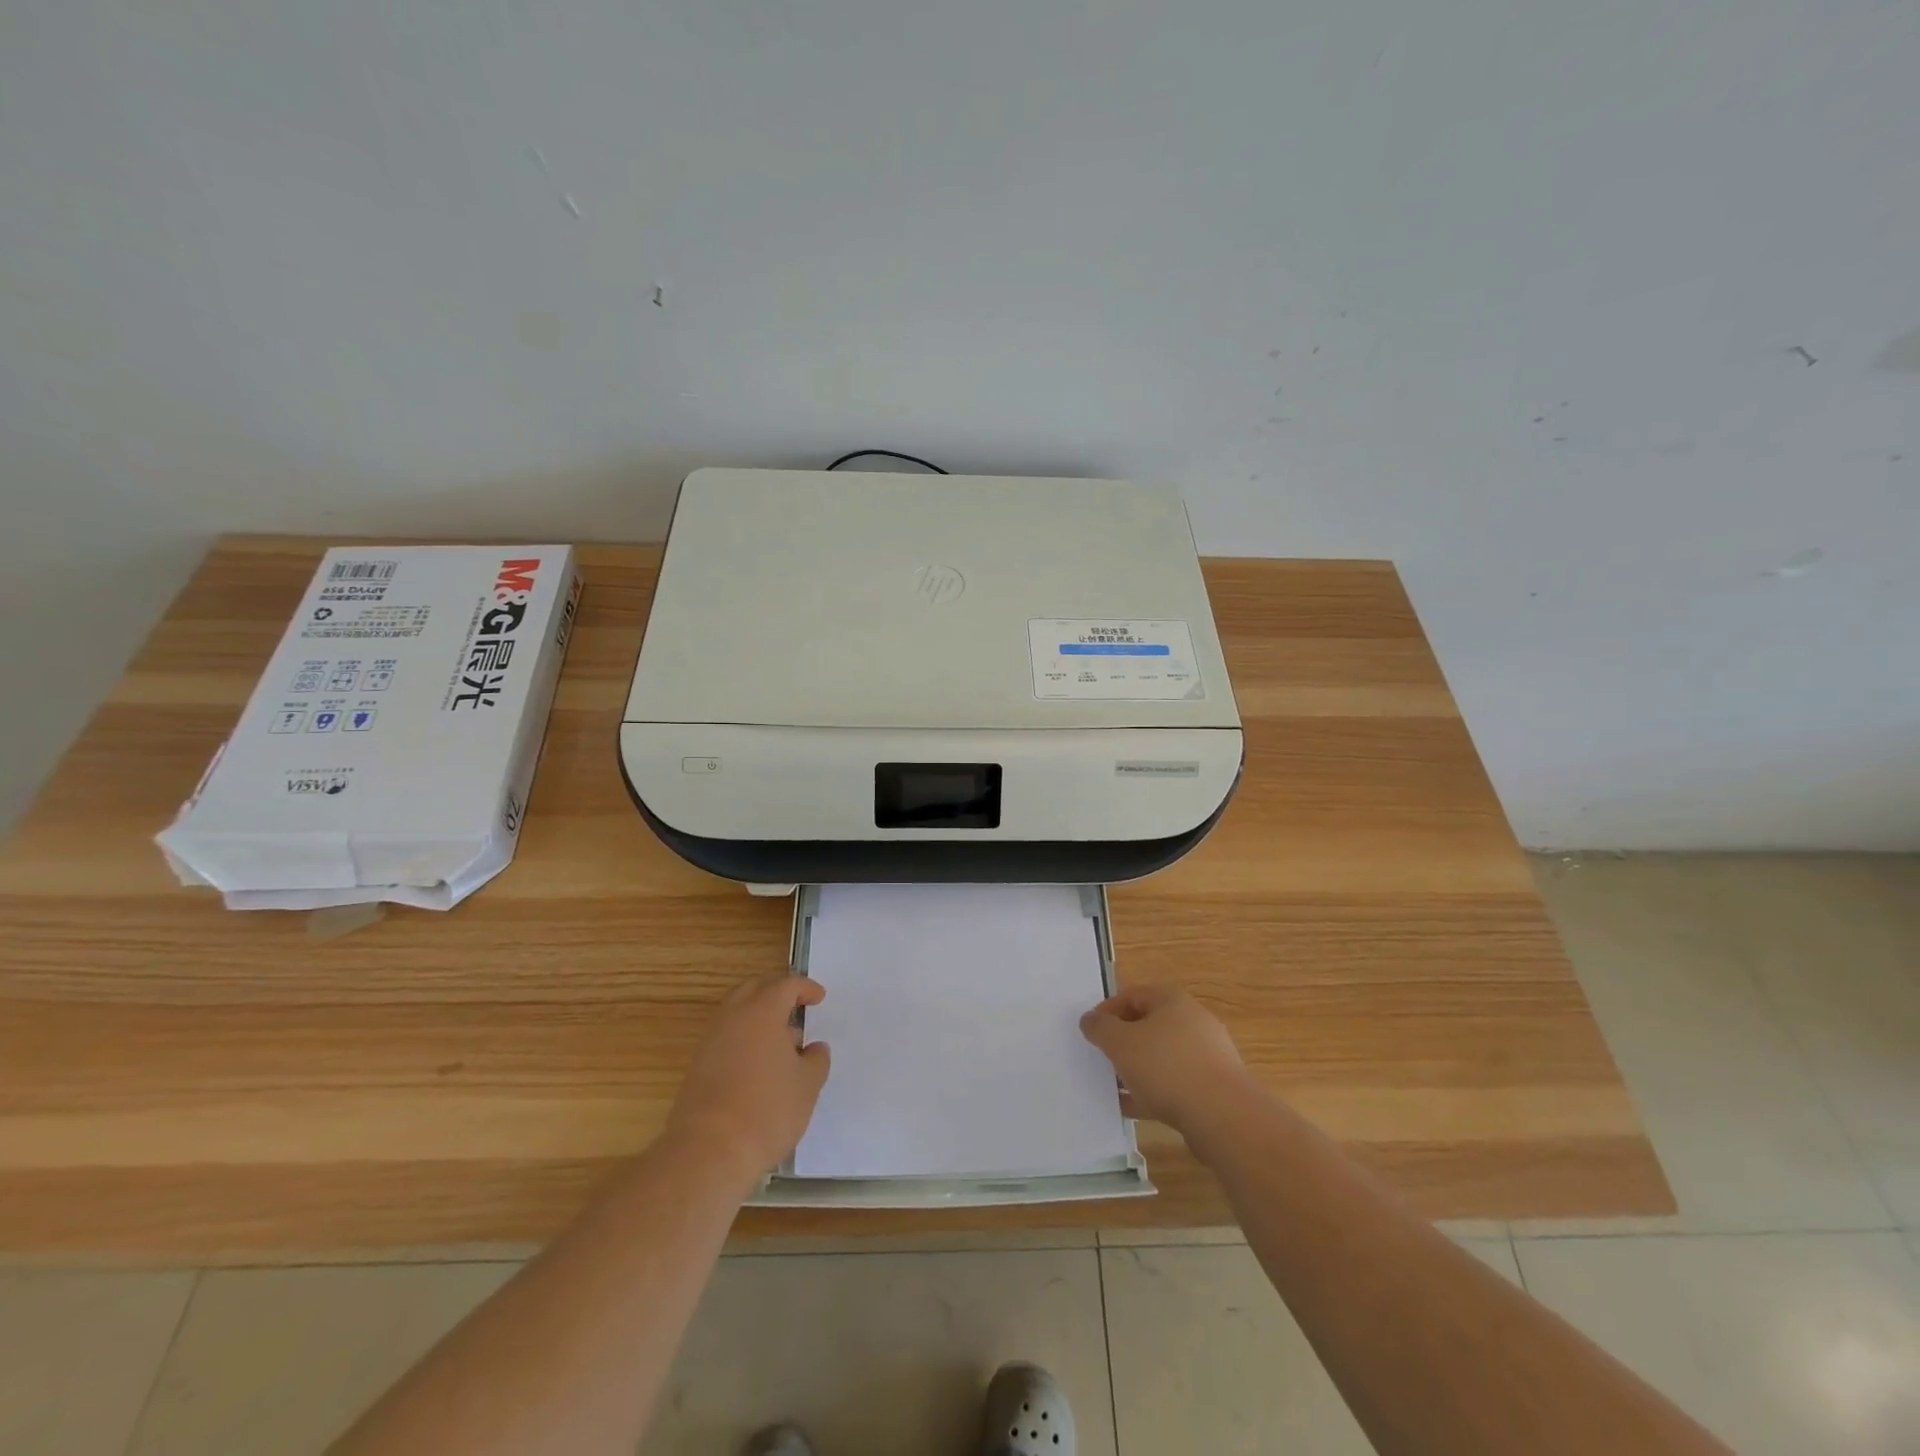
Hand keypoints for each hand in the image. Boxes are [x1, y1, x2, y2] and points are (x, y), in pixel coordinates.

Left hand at [666, 975, 830, 1184]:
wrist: (709, 1151)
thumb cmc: (767, 1110)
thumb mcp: (807, 1085)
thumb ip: (816, 1060)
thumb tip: (814, 1049)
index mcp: (762, 1011)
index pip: (786, 985)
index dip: (805, 988)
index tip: (819, 998)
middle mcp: (733, 1017)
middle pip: (754, 989)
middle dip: (776, 993)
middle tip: (795, 1008)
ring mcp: (711, 1041)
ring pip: (737, 1014)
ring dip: (759, 1019)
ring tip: (783, 1045)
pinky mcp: (697, 1067)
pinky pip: (726, 1038)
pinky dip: (745, 1040)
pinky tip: (760, 1068)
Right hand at [1080, 983, 1251, 1137]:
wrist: (1223, 1116)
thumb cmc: (1166, 1067)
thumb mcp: (1120, 1043)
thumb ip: (1100, 1028)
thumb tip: (1090, 1019)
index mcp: (1171, 1000)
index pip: (1132, 995)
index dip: (1107, 1011)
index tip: (1090, 1032)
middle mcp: (1193, 1020)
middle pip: (1149, 1025)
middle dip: (1123, 1041)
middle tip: (1103, 1058)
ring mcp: (1207, 1054)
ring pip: (1162, 1056)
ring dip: (1138, 1068)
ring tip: (1115, 1086)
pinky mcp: (1214, 1086)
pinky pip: (1176, 1082)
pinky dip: (1154, 1091)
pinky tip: (1135, 1107)